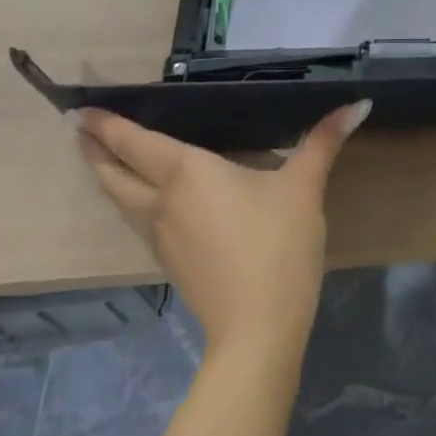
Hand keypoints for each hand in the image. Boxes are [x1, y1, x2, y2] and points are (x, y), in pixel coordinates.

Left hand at [74, 101, 371, 354]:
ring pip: (121, 201)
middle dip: (94, 150)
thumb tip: (359, 104)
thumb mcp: (304, 186)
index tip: (79, 109)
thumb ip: (325, 140)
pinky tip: (146, 201)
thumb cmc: (277, 246)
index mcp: (187, 173)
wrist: (258, 330)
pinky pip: (138, 221)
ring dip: (106, 176)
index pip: (135, 143)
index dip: (107, 125)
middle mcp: (163, 201)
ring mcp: (162, 237)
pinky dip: (128, 200)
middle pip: (114, 174)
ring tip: (100, 159)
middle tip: (76, 128)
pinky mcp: (171, 263)